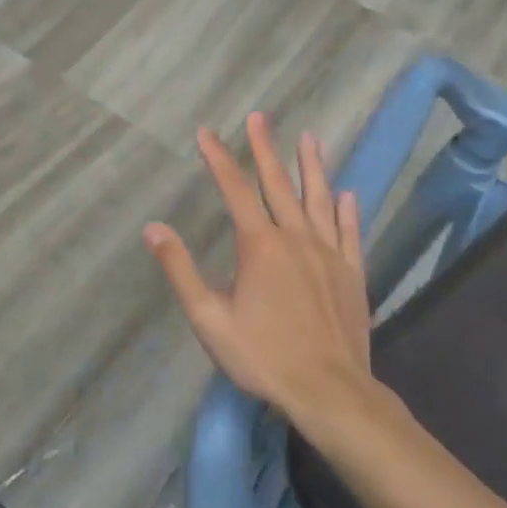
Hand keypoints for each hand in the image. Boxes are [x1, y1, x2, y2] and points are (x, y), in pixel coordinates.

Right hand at [144, 113, 373, 430]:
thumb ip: (181, 270)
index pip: (235, 189)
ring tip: (310, 138)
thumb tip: (153, 228)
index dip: (218, 158)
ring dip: (312, 167)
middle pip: (278, 184)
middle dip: (264, 148)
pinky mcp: (352, 273)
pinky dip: (347, 210)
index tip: (206, 132)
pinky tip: (347, 194)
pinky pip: (350, 232)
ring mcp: (329, 253)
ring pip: (319, 199)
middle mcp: (296, 238)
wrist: (330, 391)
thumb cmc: (264, 356)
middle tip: (258, 116)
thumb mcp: (209, 319)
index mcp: (260, 246)